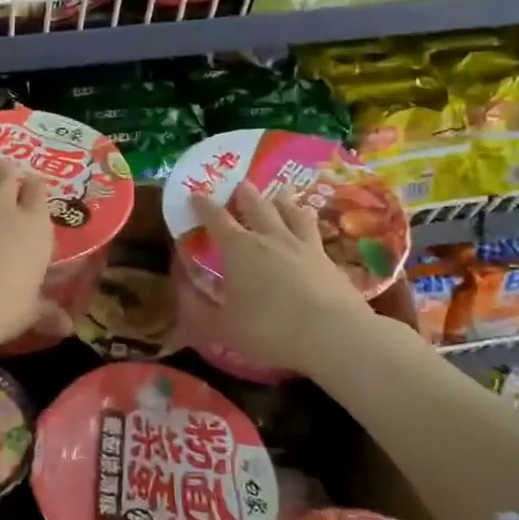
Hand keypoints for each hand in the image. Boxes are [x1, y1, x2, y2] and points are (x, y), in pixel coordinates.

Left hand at [0, 163, 58, 352]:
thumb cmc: (1, 308)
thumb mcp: (29, 312)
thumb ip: (47, 312)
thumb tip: (68, 328)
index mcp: (35, 226)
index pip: (39, 191)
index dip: (36, 186)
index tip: (34, 186)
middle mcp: (5, 209)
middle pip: (8, 175)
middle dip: (8, 172)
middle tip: (7, 173)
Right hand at [190, 183, 417, 378]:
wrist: (334, 335)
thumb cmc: (270, 329)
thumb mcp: (223, 327)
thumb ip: (200, 311)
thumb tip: (184, 294)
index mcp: (238, 249)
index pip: (216, 219)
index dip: (203, 206)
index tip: (195, 194)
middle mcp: (270, 238)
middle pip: (257, 206)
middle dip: (245, 194)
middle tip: (241, 183)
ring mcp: (304, 246)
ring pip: (291, 213)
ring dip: (283, 202)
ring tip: (280, 194)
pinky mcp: (330, 261)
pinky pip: (315, 234)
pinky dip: (309, 225)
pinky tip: (311, 230)